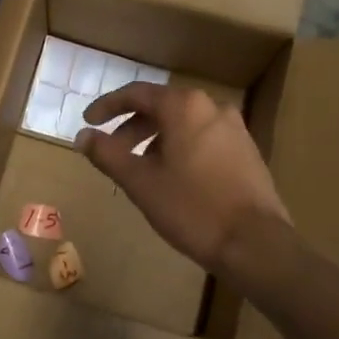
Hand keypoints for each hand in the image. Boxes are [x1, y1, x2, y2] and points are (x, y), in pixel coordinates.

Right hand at [76, 83, 288, 275]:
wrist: (255, 244)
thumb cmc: (192, 208)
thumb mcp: (140, 182)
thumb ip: (107, 154)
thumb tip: (82, 136)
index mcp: (184, 106)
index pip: (137, 94)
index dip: (107, 106)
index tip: (88, 121)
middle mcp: (211, 107)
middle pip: (161, 107)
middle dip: (131, 126)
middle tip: (111, 151)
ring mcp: (234, 128)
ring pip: (183, 124)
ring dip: (155, 139)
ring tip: (139, 169)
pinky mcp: (246, 151)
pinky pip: (203, 137)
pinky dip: (179, 148)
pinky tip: (172, 177)